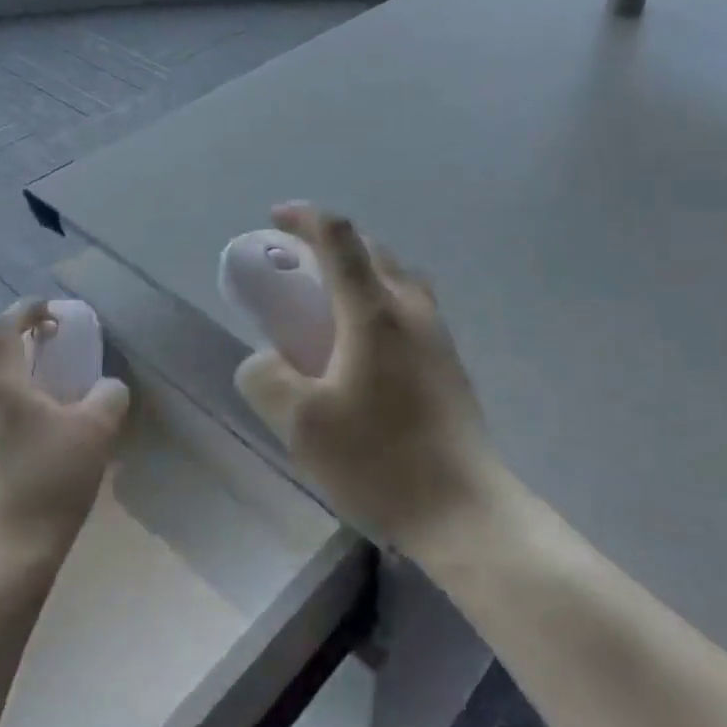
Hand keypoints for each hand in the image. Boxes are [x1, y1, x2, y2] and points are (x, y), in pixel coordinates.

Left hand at [0, 300, 128, 572]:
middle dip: (11, 336)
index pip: (5, 326)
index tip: (52, 309)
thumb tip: (106, 387)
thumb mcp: (97, 431)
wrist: (4, 555)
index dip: (28, 309)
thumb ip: (108, 395)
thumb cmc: (51, 482)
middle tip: (44, 342)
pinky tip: (18, 420)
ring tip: (30, 380)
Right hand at [235, 204, 499, 554]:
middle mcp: (411, 309)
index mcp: (375, 311)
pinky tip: (363, 346)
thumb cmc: (380, 461)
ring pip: (397, 276)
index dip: (305, 218)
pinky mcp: (449, 361)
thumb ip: (267, 380)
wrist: (463, 509)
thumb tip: (262, 360)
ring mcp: (438, 334)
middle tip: (297, 266)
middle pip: (372, 250)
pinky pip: (411, 306)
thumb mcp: (301, 425)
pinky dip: (380, 300)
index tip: (275, 219)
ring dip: (361, 271)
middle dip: (331, 243)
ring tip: (330, 301)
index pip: (339, 238)